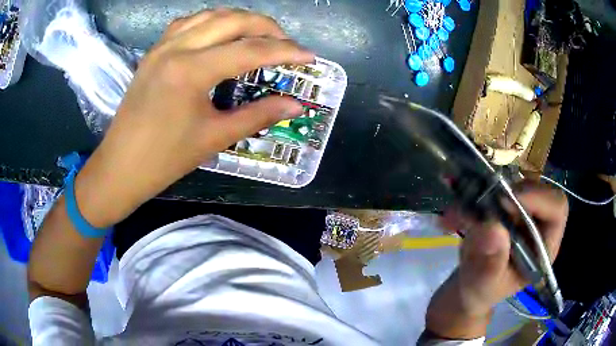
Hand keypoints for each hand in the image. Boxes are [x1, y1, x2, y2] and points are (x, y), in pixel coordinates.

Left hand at [73, 9, 314, 227]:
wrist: (121, 166)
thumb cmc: (165, 159)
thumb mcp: (215, 138)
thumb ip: (258, 115)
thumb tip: (295, 105)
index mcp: (190, 71)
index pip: (250, 50)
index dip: (285, 51)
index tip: (309, 56)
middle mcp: (176, 48)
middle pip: (232, 20)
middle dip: (267, 27)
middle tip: (287, 44)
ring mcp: (162, 46)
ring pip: (210, 15)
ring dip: (240, 19)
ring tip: (259, 35)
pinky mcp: (154, 51)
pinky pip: (188, 22)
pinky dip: (212, 21)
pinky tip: (221, 33)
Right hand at [425, 184, 567, 339]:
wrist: (469, 288)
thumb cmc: (481, 293)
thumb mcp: (484, 286)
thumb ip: (490, 264)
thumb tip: (492, 228)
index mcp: (544, 246)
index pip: (556, 208)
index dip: (536, 197)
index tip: (504, 202)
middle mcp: (539, 225)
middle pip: (535, 189)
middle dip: (505, 194)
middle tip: (477, 205)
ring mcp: (521, 214)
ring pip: (512, 186)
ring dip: (483, 195)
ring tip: (455, 216)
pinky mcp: (505, 208)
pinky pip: (493, 191)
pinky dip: (471, 198)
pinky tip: (452, 217)